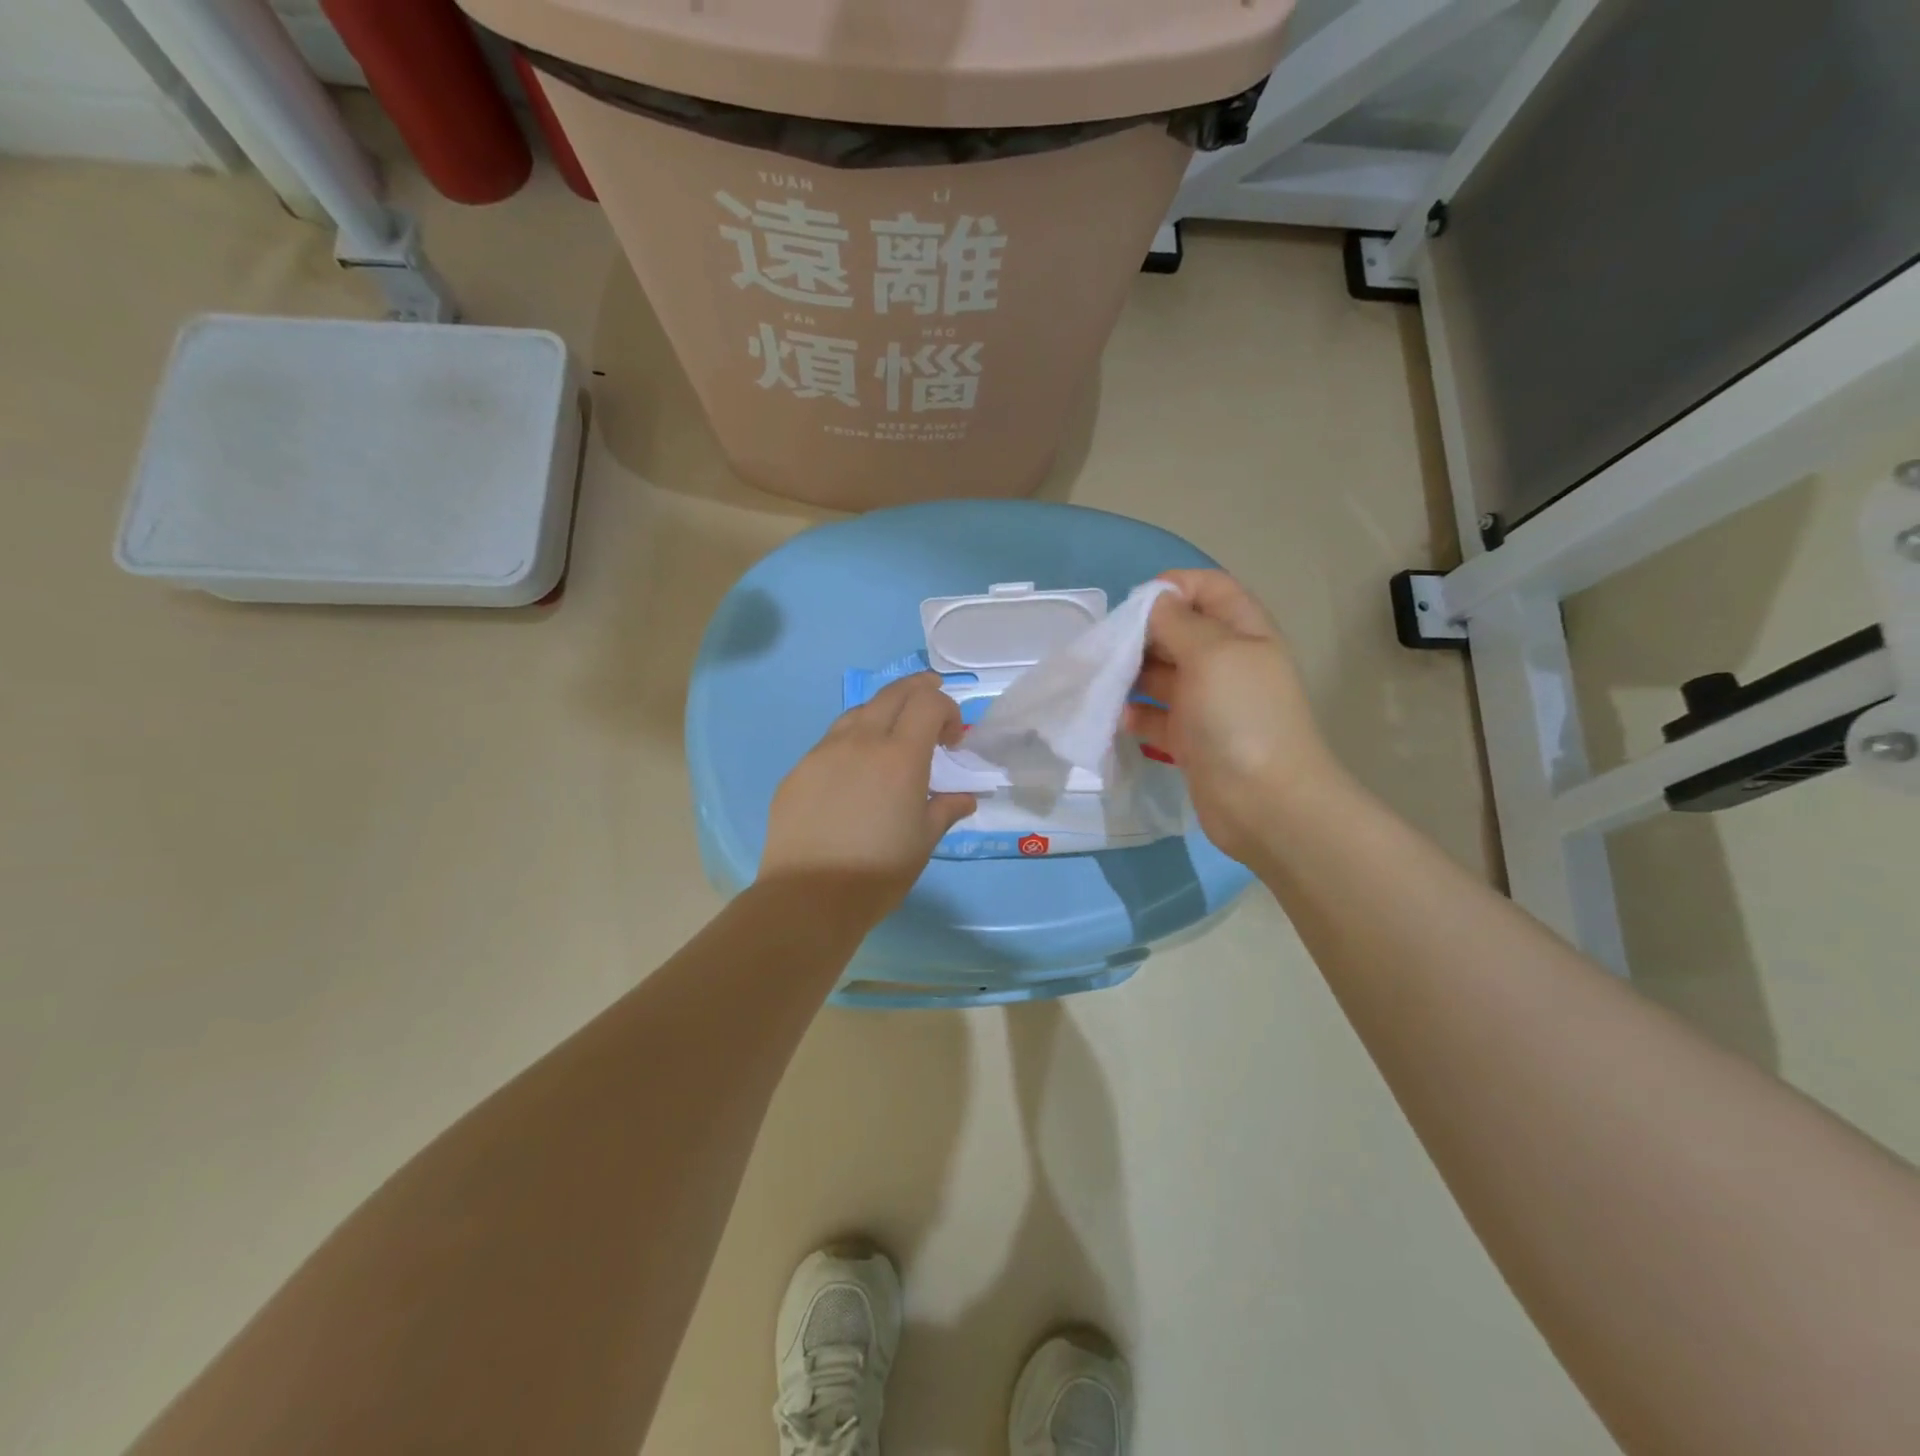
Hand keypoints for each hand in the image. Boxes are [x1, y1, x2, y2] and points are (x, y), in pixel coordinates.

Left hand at [759, 673, 977, 923]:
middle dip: (918, 690)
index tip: (953, 739)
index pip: (928, 703)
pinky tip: (853, 773)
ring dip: (882, 713)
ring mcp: (823, 753)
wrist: (810, 896)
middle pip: (893, 693)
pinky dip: (851, 742)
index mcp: (900, 757)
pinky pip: (830, 742)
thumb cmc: (878, 871)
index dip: (947, 709)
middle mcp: (861, 742)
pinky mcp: (798, 771)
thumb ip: (947, 809)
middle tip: (931, 704)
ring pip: (858, 713)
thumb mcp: (924, 841)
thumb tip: (965, 797)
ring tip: (891, 738)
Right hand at [1124, 570, 1339, 864]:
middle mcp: (1225, 662)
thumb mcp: (1212, 654)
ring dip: (1129, 673)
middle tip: (1104, 645)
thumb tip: (1153, 602)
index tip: (1132, 604)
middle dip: (1140, 632)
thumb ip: (1178, 622)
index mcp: (1242, 632)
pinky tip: (1113, 716)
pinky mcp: (1189, 739)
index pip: (1208, 588)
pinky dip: (1133, 713)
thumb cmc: (1241, 717)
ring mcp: (1207, 703)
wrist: (1265, 804)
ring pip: (1160, 674)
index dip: (1172, 587)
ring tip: (1098, 679)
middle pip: (1177, 631)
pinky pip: (1154, 716)